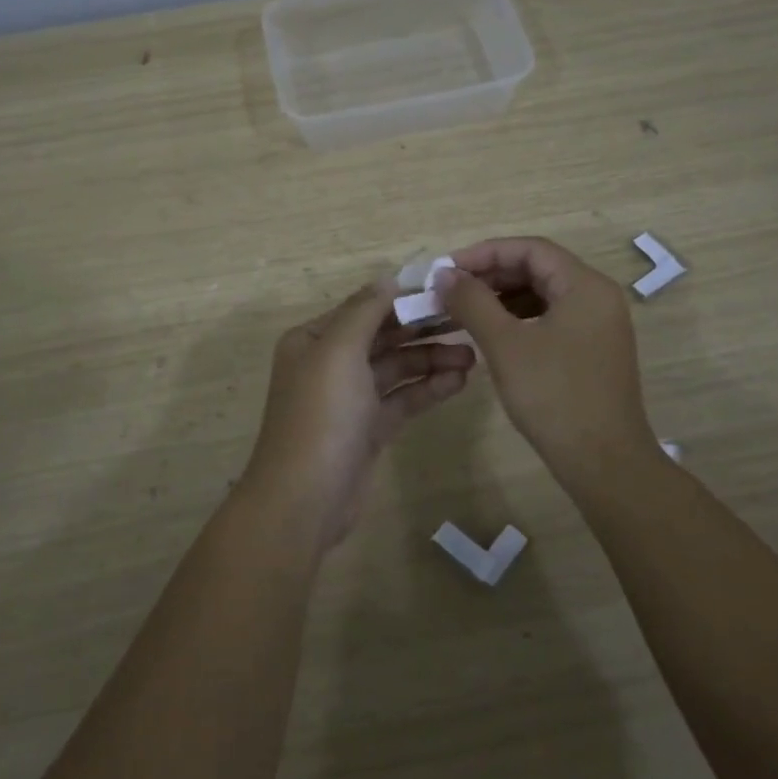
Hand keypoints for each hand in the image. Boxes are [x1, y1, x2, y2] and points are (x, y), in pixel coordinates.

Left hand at [243, 280, 474, 549]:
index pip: (365, 308)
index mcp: (314, 340)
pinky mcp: (369, 429)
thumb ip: (365, 311)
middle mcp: (329, 363)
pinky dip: (428, 389)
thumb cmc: (321, 415)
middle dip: (423, 330)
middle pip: (383, 336)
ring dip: (432, 360)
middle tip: (468, 323)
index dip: (403, 299)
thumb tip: (390, 278)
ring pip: (397, 368)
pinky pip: (402, 399)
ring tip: (473, 357)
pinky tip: (459, 382)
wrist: (304, 500)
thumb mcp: (339, 351)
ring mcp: (350, 398)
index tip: (447, 293)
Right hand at [437, 237, 656, 489]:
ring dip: (502, 297)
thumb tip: (444, 275)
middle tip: (450, 290)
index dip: (485, 253)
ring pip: (543, 295)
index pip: (530, 249)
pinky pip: (551, 318)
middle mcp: (597, 297)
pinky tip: (491, 333)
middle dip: (491, 275)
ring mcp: (598, 325)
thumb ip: (472, 302)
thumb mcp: (505, 345)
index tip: (447, 270)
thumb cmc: (554, 396)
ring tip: (463, 310)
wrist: (604, 463)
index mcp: (585, 286)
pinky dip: (518, 319)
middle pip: (538, 268)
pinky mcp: (592, 350)